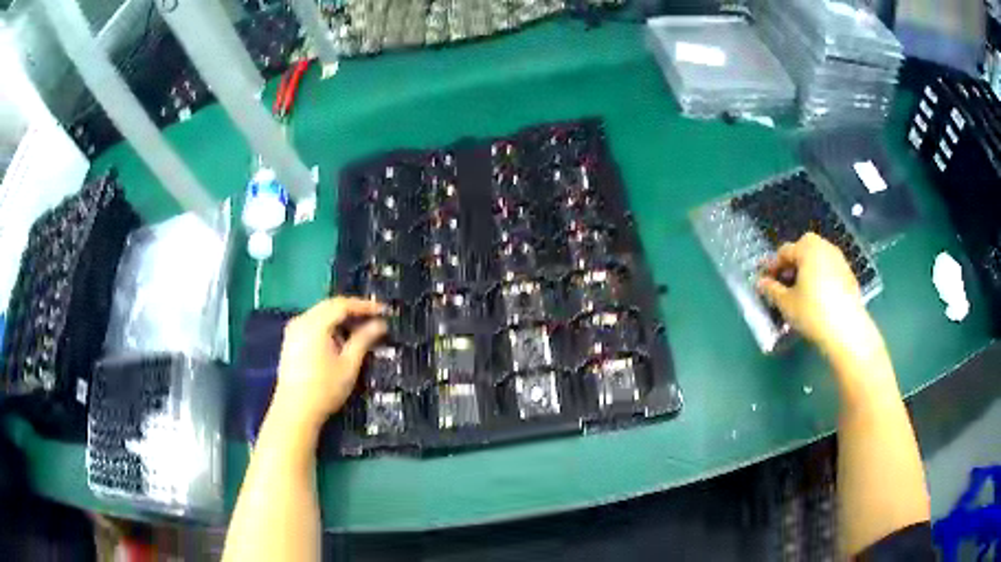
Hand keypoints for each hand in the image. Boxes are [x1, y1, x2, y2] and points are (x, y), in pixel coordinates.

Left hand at [272, 297, 386, 430]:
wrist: (295, 411)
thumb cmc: (324, 388)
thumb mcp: (349, 364)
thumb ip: (364, 340)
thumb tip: (380, 324)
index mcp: (315, 323)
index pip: (342, 304)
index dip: (364, 305)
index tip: (384, 310)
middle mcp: (301, 321)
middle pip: (330, 306)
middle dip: (353, 310)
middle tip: (374, 318)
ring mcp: (293, 330)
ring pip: (321, 314)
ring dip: (340, 319)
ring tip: (359, 331)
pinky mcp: (291, 341)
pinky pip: (313, 324)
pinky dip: (329, 327)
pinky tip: (339, 341)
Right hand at [757, 233, 876, 357]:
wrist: (847, 330)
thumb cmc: (813, 312)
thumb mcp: (787, 303)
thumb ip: (772, 289)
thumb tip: (760, 282)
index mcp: (807, 248)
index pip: (784, 251)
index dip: (772, 266)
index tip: (765, 281)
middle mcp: (824, 246)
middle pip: (802, 250)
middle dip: (791, 264)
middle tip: (784, 284)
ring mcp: (839, 259)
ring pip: (817, 259)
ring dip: (806, 270)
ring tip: (800, 292)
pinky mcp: (849, 274)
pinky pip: (829, 269)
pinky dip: (820, 277)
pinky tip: (817, 297)